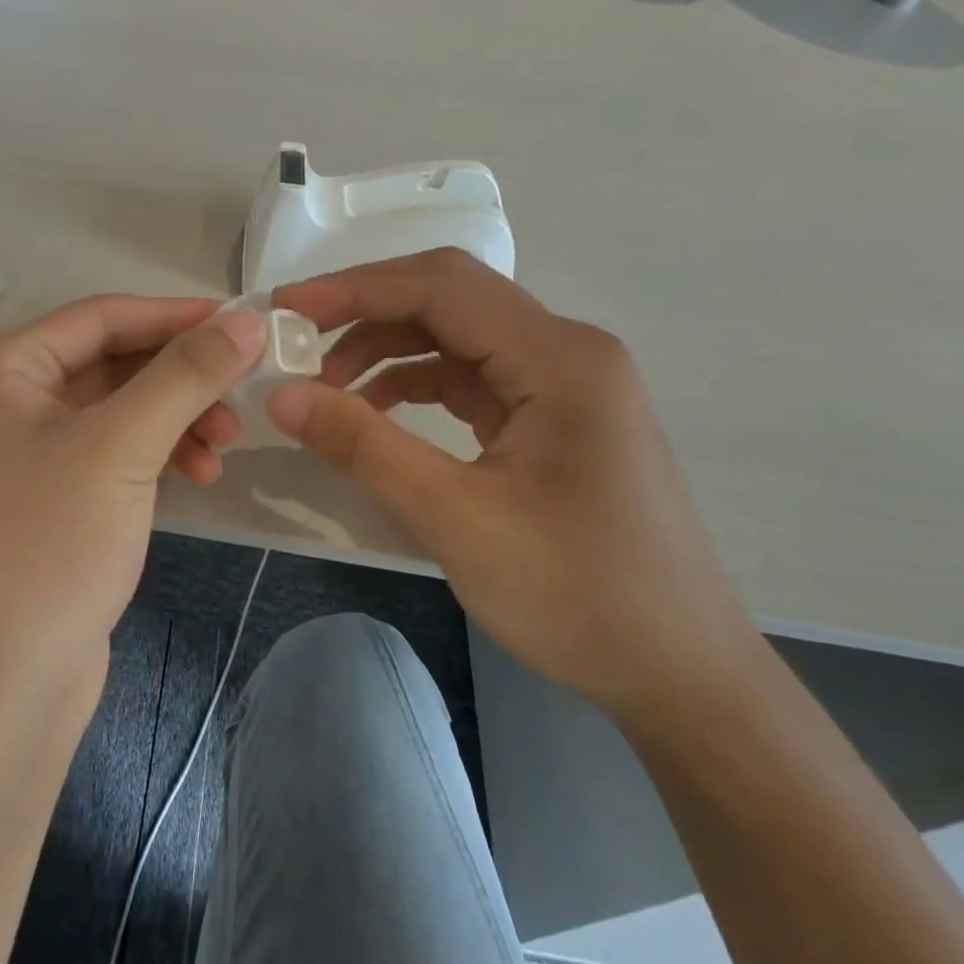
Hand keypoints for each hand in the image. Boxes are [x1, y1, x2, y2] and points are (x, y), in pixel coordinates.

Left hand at [0, 296, 267, 699]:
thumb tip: (246, 321)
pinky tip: (198, 476)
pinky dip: (158, 456)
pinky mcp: (52, 501)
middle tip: (242, 395)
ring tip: (225, 448)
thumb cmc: (48, 547)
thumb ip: (185, 375)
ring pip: (119, 411)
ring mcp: (26, 456)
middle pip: (111, 363)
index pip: (99, 318)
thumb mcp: (121, 446)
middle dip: (180, 378)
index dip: (173, 316)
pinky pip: (114, 454)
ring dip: (176, 419)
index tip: (242, 325)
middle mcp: (4, 403)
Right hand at [269, 249, 765, 722]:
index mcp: (559, 358)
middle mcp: (566, 352)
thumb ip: (366, 448)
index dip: (354, 289)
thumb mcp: (458, 520)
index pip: (441, 287)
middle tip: (295, 343)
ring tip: (324, 389)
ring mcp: (562, 385)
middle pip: (448, 300)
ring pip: (455, 338)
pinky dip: (413, 385)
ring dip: (385, 351)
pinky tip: (374, 416)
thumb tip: (282, 396)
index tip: (284, 310)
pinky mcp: (552, 418)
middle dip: (364, 314)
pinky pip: (470, 378)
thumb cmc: (581, 596)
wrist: (681, 675)